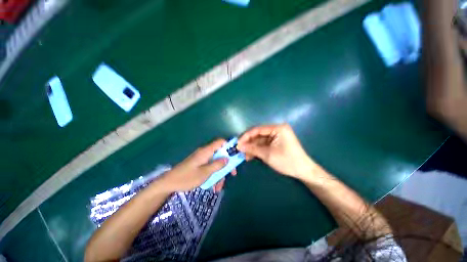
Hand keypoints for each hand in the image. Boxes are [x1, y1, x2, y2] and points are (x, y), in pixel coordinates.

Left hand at [158, 139, 235, 192]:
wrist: (169, 183)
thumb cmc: (187, 178)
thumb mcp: (204, 173)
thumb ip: (217, 165)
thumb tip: (227, 158)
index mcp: (206, 151)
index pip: (220, 142)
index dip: (228, 145)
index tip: (235, 155)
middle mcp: (205, 153)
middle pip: (220, 154)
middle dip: (226, 164)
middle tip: (231, 174)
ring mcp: (202, 159)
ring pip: (215, 162)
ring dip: (219, 173)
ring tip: (218, 187)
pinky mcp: (199, 164)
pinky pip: (209, 167)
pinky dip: (213, 174)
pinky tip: (213, 186)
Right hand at [237, 124, 316, 180]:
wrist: (303, 171)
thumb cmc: (286, 161)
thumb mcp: (267, 154)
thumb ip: (252, 149)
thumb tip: (239, 146)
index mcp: (277, 128)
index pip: (257, 130)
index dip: (246, 136)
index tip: (238, 143)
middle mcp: (277, 130)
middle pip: (258, 135)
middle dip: (249, 143)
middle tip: (239, 150)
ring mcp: (277, 136)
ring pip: (260, 140)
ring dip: (252, 147)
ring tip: (244, 155)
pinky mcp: (276, 142)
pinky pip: (264, 144)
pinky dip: (257, 150)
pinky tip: (250, 156)